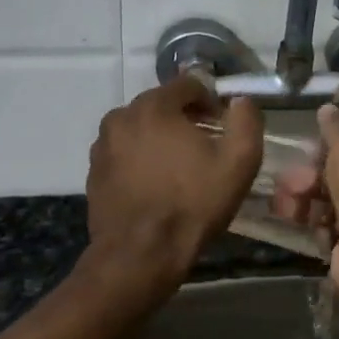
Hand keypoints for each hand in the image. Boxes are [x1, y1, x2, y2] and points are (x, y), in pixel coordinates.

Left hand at [85, 77, 264, 291]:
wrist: (140, 254)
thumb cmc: (192, 204)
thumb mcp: (238, 162)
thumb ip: (246, 121)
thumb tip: (240, 101)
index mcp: (154, 106)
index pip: (188, 84)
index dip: (210, 101)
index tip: (222, 126)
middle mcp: (121, 116)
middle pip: (161, 104)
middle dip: (184, 118)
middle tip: (204, 148)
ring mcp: (102, 145)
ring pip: (140, 128)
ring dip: (160, 138)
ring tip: (179, 168)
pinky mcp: (93, 171)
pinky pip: (123, 152)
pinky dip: (140, 159)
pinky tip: (155, 185)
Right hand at [272, 105, 338, 304]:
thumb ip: (337, 128)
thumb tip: (327, 109)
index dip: (336, 151)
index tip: (311, 151)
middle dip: (311, 178)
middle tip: (290, 180)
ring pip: (332, 206)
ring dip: (304, 201)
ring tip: (283, 202)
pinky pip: (327, 232)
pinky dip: (310, 225)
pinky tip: (293, 220)